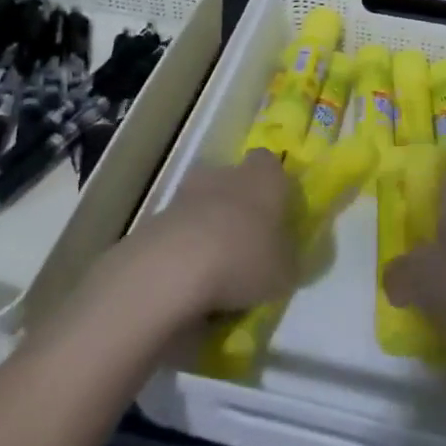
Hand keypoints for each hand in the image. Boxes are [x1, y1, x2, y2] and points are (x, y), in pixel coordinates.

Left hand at [132, 150, 298, 320]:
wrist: (173, 268)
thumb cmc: (245, 258)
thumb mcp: (286, 272)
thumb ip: (289, 260)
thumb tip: (286, 259)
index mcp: (263, 175)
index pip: (271, 164)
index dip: (274, 187)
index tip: (277, 214)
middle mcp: (225, 174)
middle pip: (234, 180)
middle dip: (238, 205)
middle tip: (246, 243)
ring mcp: (186, 193)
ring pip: (203, 204)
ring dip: (208, 227)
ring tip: (216, 269)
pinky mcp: (157, 219)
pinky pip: (179, 231)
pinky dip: (185, 250)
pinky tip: (190, 281)